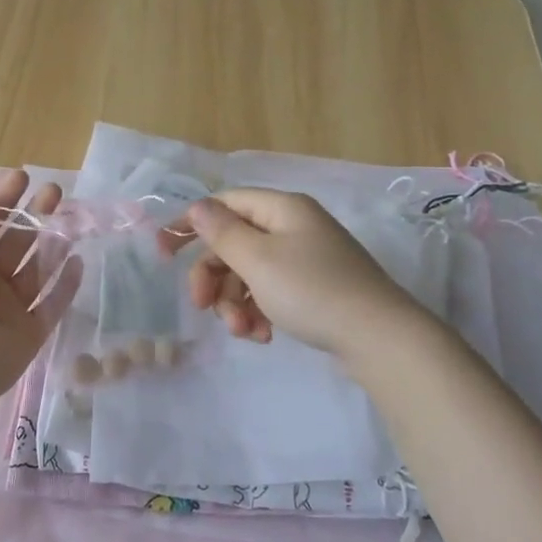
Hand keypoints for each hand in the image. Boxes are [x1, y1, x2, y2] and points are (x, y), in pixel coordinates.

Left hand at [0, 171, 80, 409]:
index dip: (1, 201)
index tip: (22, 178)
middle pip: (13, 242)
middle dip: (32, 215)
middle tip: (54, 191)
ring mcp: (9, 308)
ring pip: (36, 268)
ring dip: (52, 241)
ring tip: (71, 215)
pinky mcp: (32, 332)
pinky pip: (53, 303)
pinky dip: (66, 283)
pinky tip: (77, 260)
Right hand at [162, 188, 418, 356]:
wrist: (379, 337)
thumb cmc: (311, 291)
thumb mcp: (257, 260)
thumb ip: (222, 231)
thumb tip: (198, 206)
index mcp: (282, 209)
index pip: (224, 203)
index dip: (191, 224)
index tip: (163, 253)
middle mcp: (294, 227)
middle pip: (235, 243)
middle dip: (214, 277)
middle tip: (202, 307)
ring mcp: (306, 259)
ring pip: (250, 273)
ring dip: (235, 302)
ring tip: (243, 331)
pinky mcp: (315, 288)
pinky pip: (271, 292)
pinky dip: (259, 311)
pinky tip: (263, 335)